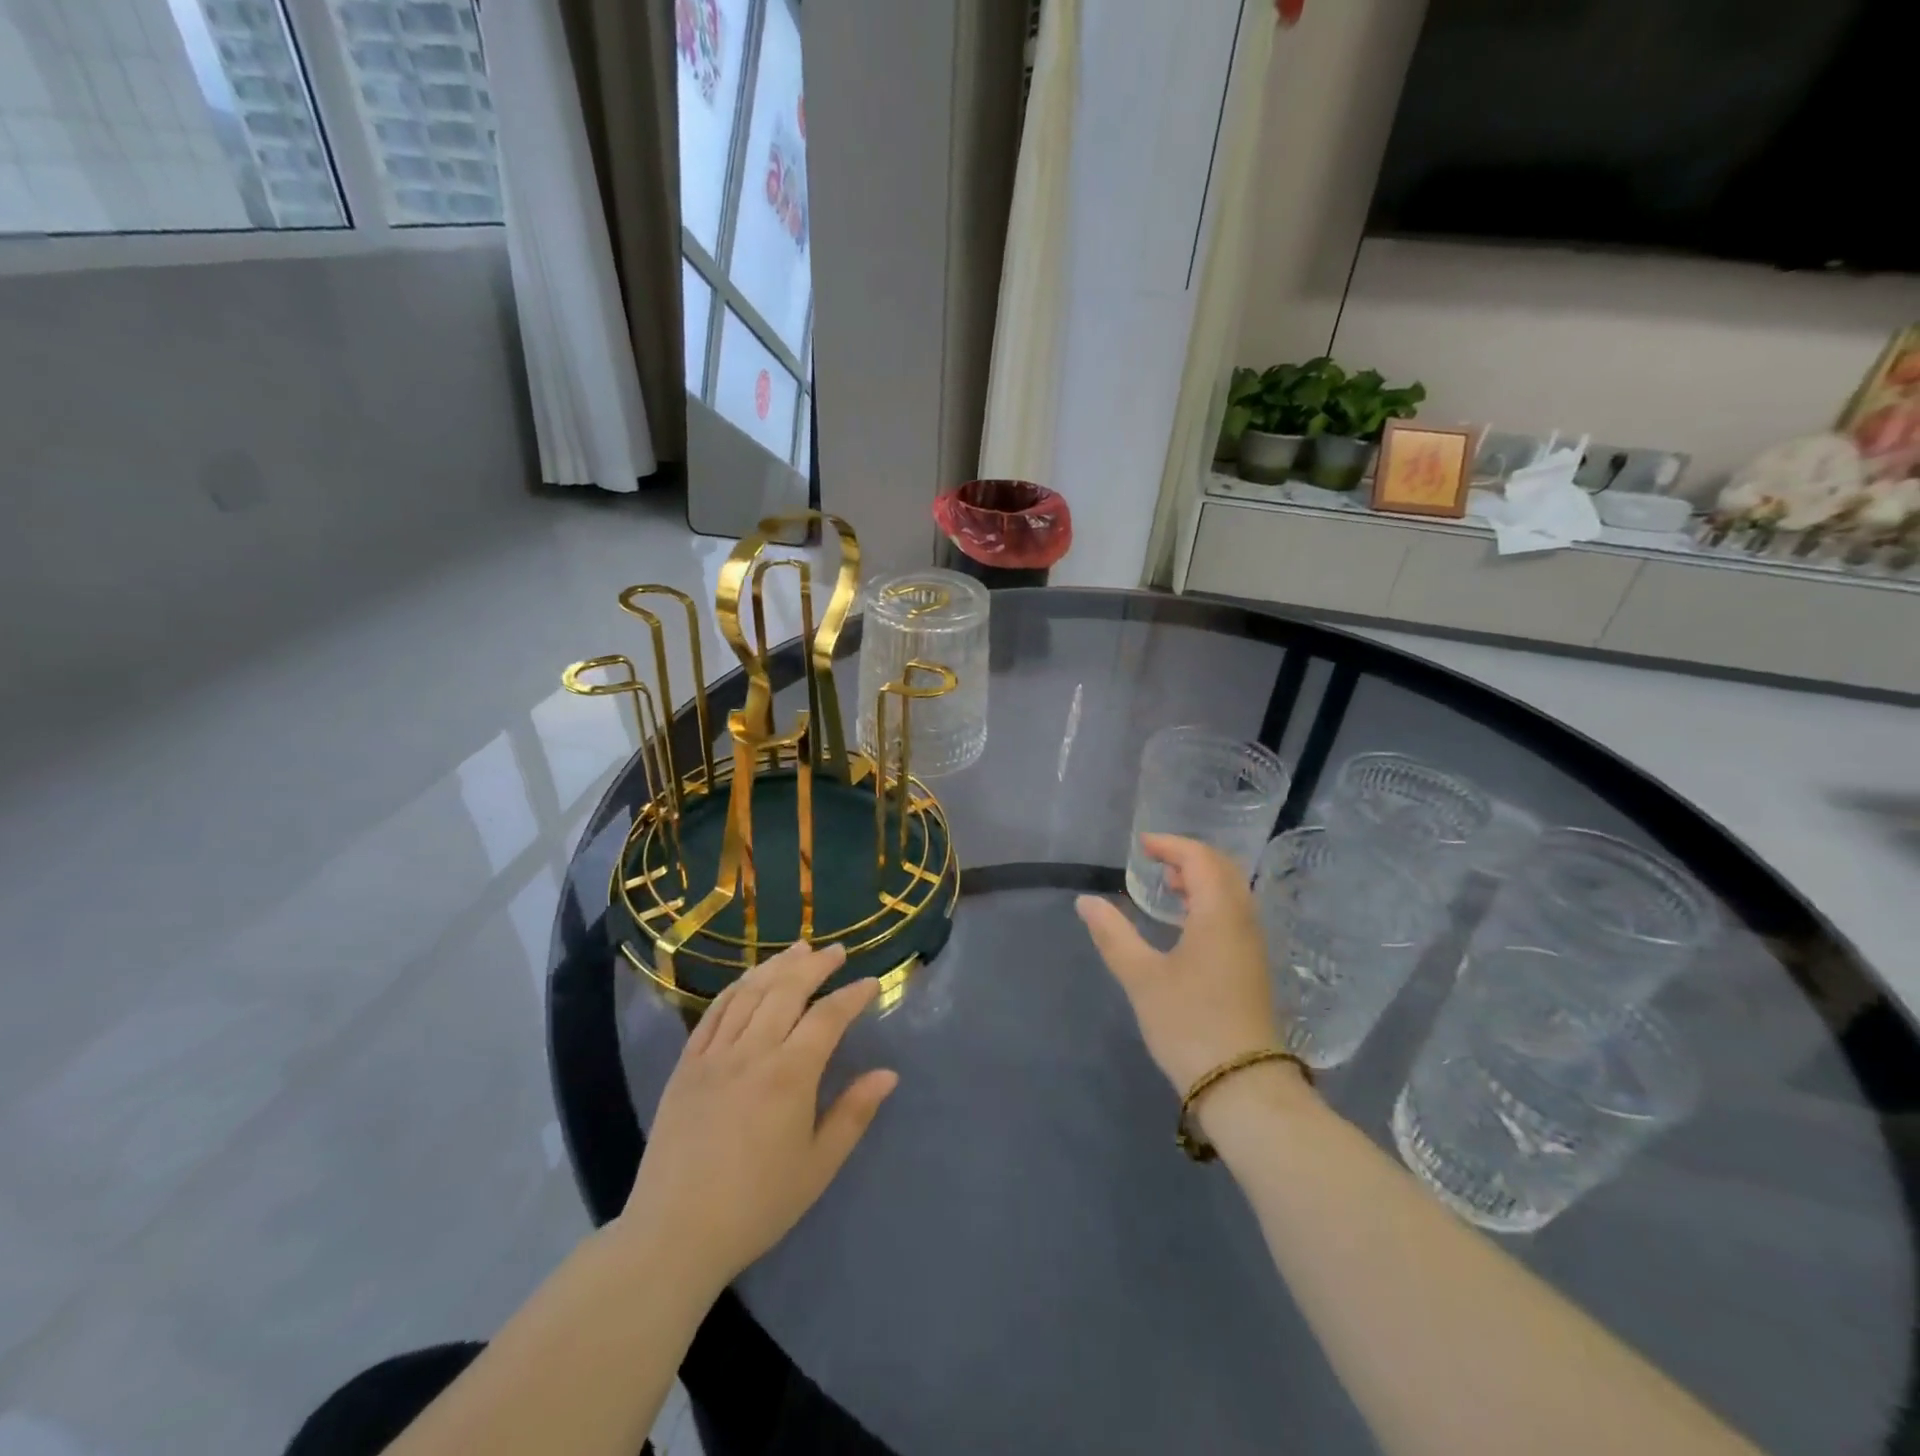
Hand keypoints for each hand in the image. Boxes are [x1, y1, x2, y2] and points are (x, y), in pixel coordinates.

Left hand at [618, 942, 896, 1292]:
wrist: (674, 1235)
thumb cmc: (756, 1205)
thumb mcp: (817, 1166)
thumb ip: (854, 1113)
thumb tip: (888, 1074)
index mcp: (789, 1075)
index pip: (828, 1017)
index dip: (852, 995)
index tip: (871, 983)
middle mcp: (752, 1052)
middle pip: (786, 989)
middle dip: (815, 965)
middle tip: (836, 952)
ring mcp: (714, 1055)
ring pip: (749, 992)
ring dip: (777, 966)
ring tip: (799, 949)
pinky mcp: (686, 1065)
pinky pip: (714, 1012)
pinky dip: (736, 987)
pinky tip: (749, 979)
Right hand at [1076, 833, 1280, 1093]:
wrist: (1243, 1087)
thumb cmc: (1189, 1024)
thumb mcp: (1142, 978)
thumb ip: (1113, 935)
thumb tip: (1085, 901)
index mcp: (1219, 914)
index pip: (1200, 859)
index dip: (1171, 845)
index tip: (1142, 845)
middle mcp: (1243, 921)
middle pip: (1222, 869)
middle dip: (1189, 857)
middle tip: (1155, 860)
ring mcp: (1252, 946)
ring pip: (1231, 893)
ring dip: (1201, 880)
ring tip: (1168, 887)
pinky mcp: (1251, 968)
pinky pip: (1233, 914)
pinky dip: (1209, 902)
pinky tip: (1185, 924)